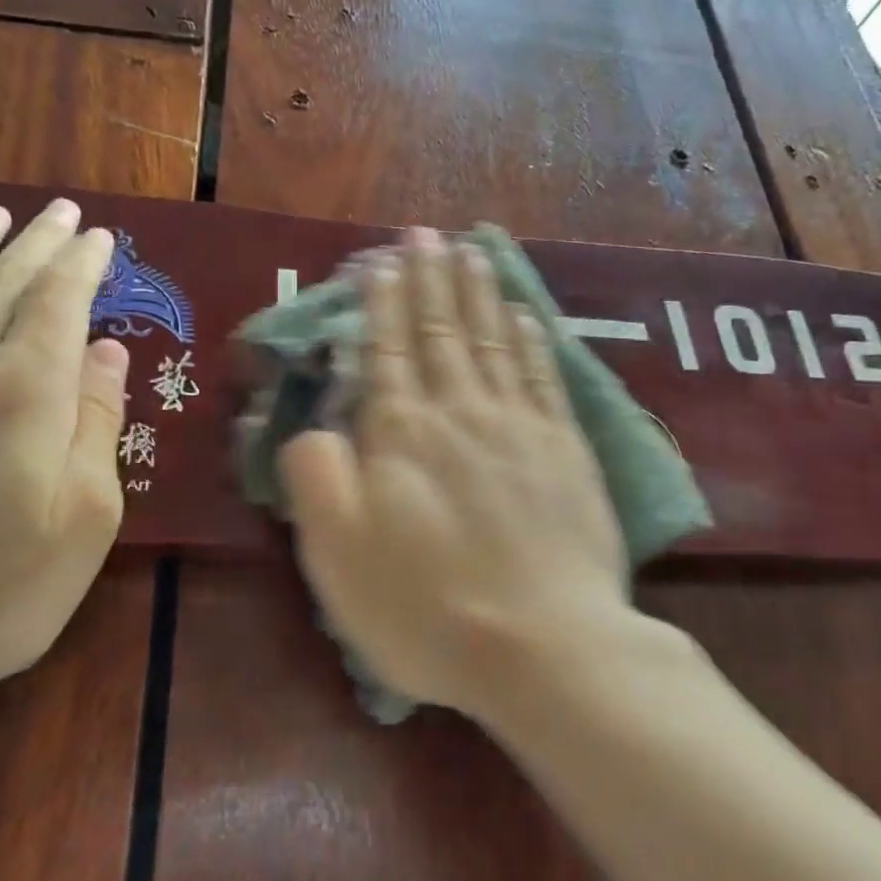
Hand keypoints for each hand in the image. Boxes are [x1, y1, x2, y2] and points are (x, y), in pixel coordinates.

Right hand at [279, 228, 632, 717]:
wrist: (544, 647)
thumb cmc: (427, 608)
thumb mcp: (337, 554)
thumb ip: (316, 478)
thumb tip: (314, 427)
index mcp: (401, 433)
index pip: (387, 349)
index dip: (382, 302)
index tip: (383, 260)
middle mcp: (459, 412)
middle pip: (440, 331)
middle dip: (428, 279)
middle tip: (424, 233)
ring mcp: (519, 426)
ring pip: (492, 341)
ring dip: (477, 294)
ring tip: (469, 253)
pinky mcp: (566, 450)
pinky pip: (541, 377)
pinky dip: (529, 340)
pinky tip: (523, 314)